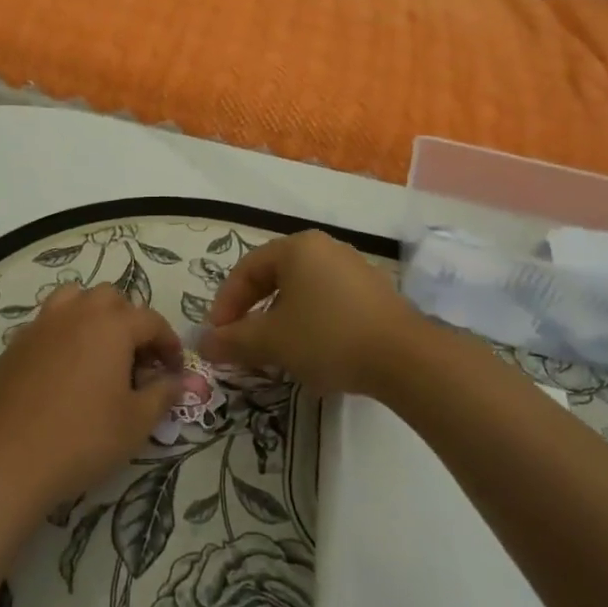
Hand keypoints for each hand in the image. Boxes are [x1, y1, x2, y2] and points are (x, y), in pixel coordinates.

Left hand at [0, 283, 185, 512]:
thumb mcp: (136, 422)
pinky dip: (62, 335)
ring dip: (91, 316)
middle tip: (136, 359)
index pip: (151, 320)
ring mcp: (41, 325)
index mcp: (112, 325)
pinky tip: (62, 370)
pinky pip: (46, 325)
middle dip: (129, 321)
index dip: (168, 342)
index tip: (174, 369)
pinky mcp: (15, 344)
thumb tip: (177, 381)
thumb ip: (162, 395)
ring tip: (97, 350)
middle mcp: (76, 313)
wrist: (9, 458)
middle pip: (111, 299)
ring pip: (73, 300)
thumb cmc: (83, 438)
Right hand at [199, 230, 419, 395]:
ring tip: (276, 354)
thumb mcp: (272, 341)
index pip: (247, 269)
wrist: (405, 358)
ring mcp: (354, 269)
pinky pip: (329, 303)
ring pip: (303, 293)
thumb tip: (202, 344)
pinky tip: (314, 355)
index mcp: (297, 248)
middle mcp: (326, 248)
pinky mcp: (375, 294)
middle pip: (275, 278)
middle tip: (242, 343)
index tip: (218, 335)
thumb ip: (232, 341)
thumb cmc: (328, 337)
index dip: (226, 303)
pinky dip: (312, 325)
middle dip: (253, 313)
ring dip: (282, 322)